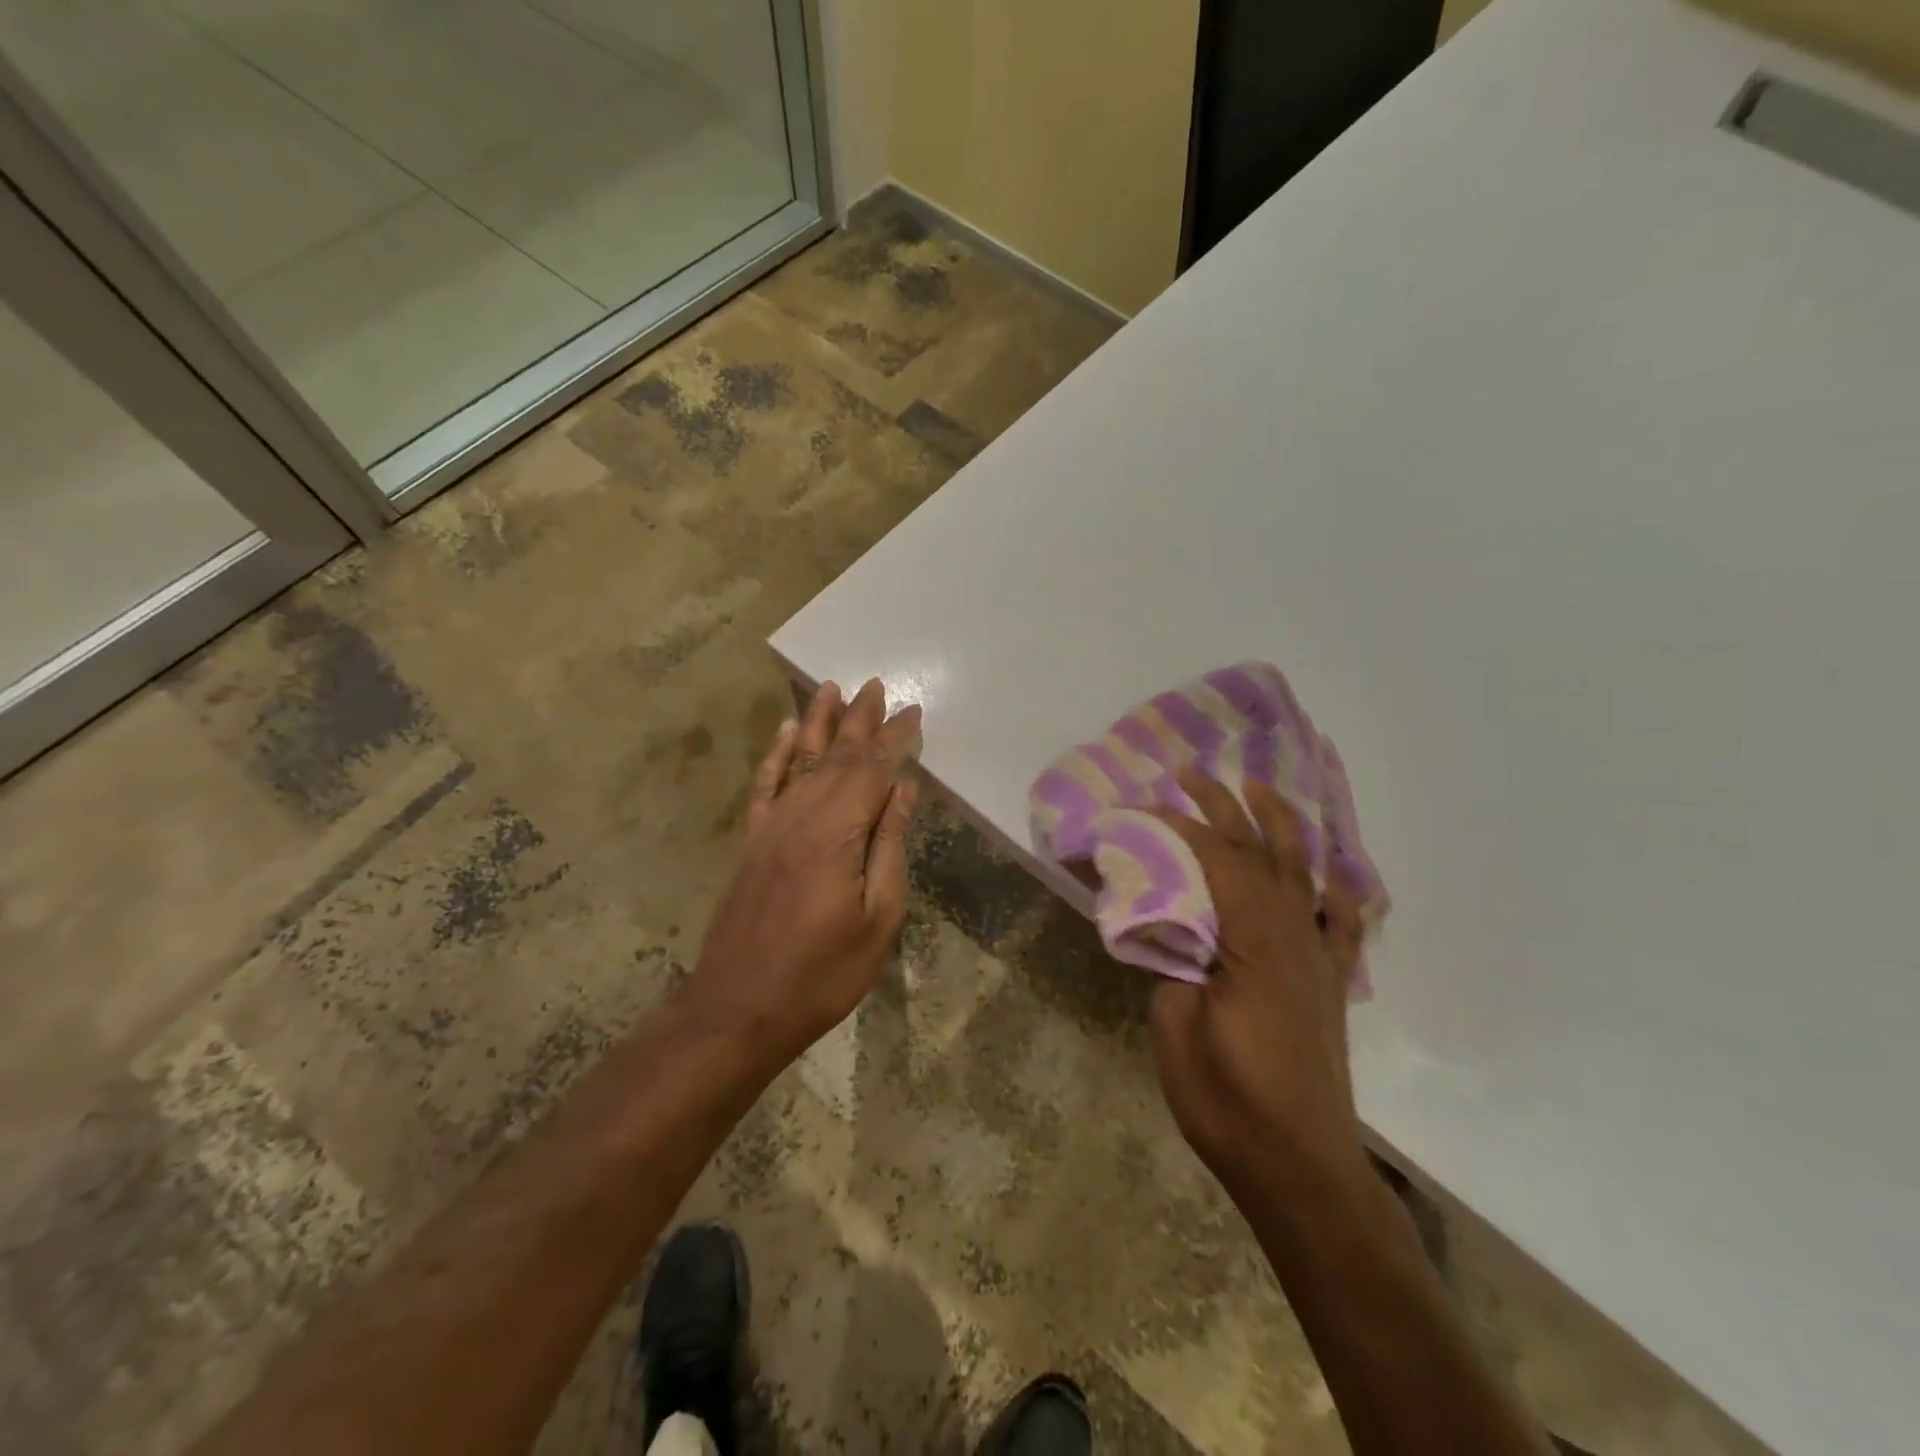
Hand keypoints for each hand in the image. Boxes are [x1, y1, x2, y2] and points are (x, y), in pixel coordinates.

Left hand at [686, 679, 921, 1066]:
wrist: (739, 1008)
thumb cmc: (823, 972)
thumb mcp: (877, 918)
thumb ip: (889, 846)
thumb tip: (903, 790)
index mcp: (839, 832)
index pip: (874, 770)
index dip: (896, 738)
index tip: (914, 711)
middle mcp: (802, 815)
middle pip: (836, 755)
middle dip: (859, 718)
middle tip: (876, 685)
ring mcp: (772, 826)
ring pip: (799, 759)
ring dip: (817, 722)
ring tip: (831, 688)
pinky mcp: (752, 841)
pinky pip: (765, 785)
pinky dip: (777, 755)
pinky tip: (785, 733)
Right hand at [1149, 772, 1370, 1200]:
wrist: (1300, 1166)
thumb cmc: (1229, 1101)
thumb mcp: (1176, 1028)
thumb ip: (1172, 965)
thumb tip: (1170, 932)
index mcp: (1252, 940)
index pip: (1215, 860)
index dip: (1178, 827)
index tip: (1142, 807)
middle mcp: (1292, 935)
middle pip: (1259, 852)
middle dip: (1224, 807)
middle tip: (1191, 774)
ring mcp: (1318, 957)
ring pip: (1303, 872)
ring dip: (1280, 825)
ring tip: (1261, 789)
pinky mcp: (1330, 982)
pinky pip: (1340, 922)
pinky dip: (1335, 887)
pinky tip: (1329, 869)